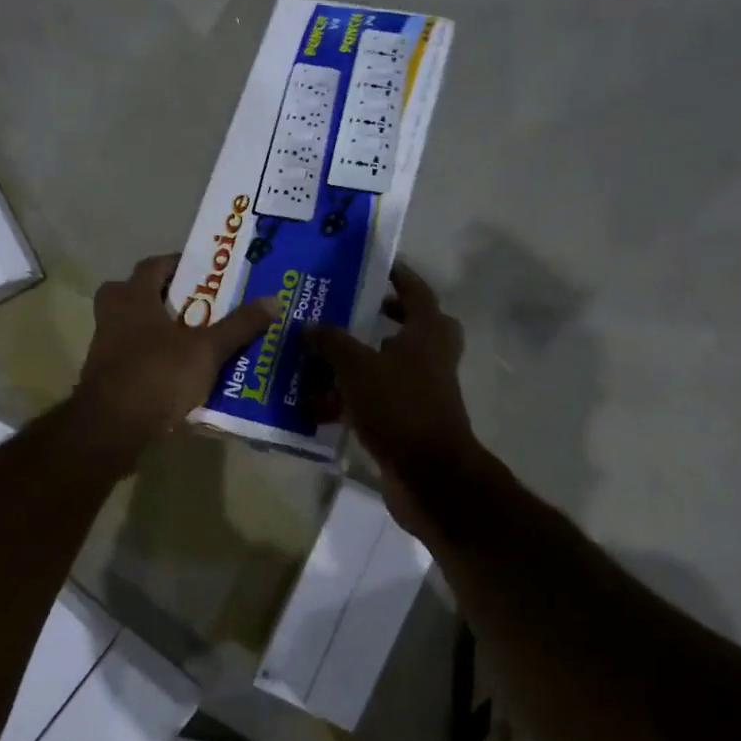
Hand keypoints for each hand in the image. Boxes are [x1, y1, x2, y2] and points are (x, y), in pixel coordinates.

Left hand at [75, 253, 279, 449]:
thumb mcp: (207, 349)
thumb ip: (239, 326)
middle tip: (192, 305)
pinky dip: (149, 359)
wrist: (112, 426)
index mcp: (133, 298)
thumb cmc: (158, 374)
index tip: (203, 272)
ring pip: (129, 327)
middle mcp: (112, 316)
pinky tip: (174, 374)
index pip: (153, 265)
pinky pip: (129, 358)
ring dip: (154, 330)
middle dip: (159, 297)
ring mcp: (103, 348)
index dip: (177, 264)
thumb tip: (274, 300)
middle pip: (132, 293)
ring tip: (189, 341)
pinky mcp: (103, 378)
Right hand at [305, 261, 483, 497]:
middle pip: (415, 327)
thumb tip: (309, 325)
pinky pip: (381, 398)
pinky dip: (357, 396)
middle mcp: (431, 358)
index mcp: (427, 334)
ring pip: (395, 363)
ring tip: (328, 354)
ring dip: (367, 357)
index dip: (398, 275)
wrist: (429, 475)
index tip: (376, 264)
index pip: (417, 291)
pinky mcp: (411, 420)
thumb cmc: (399, 408)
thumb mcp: (357, 367)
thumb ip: (332, 342)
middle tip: (357, 310)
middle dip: (387, 316)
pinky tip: (323, 402)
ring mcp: (424, 391)